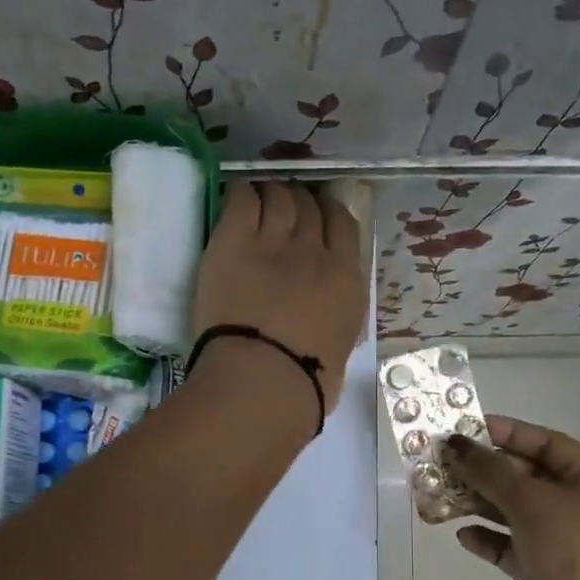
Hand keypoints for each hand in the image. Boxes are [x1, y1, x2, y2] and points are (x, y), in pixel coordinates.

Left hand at [190, 181, 366, 413]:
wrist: (263, 379)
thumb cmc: (305, 384)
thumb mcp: (338, 351)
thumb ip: (334, 322)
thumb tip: (326, 324)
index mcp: (346, 281)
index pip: (344, 226)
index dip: (329, 214)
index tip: (318, 217)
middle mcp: (314, 252)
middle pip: (310, 207)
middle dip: (300, 203)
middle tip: (286, 210)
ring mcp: (273, 242)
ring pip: (278, 197)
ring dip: (272, 195)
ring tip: (262, 201)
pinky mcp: (234, 242)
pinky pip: (242, 200)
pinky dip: (243, 195)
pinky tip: (238, 199)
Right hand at [445, 415, 579, 579]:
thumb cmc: (574, 555)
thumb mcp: (531, 502)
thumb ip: (490, 470)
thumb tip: (454, 445)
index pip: (548, 443)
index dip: (506, 433)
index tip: (464, 428)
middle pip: (529, 477)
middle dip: (486, 470)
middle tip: (443, 463)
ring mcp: (568, 543)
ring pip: (517, 512)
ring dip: (480, 503)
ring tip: (441, 497)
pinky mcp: (549, 573)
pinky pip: (513, 546)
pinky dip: (489, 539)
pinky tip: (462, 536)